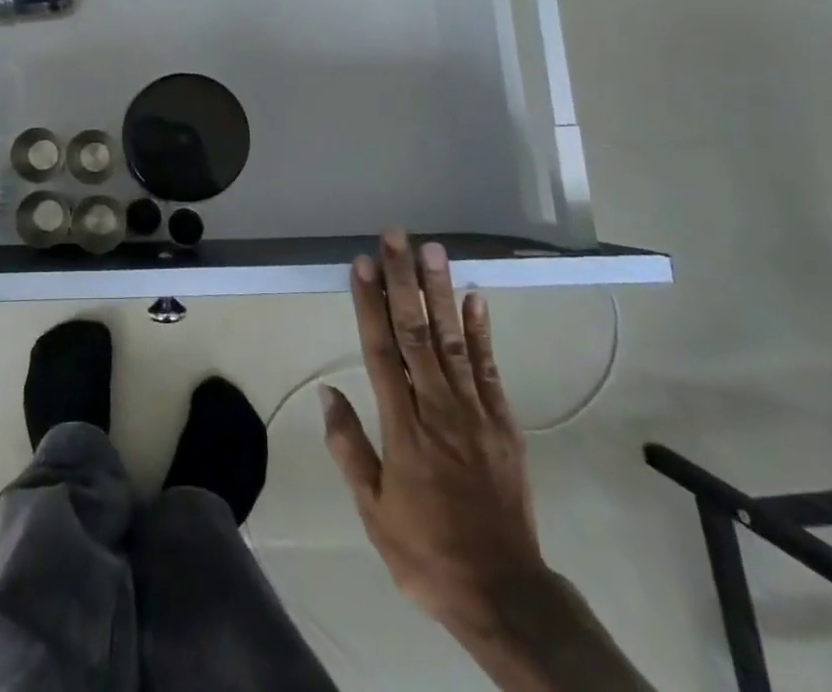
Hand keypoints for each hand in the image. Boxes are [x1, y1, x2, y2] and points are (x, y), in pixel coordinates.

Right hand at [321, 231, 545, 639]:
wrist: (504, 593)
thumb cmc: (426, 550)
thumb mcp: (372, 510)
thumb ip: (349, 447)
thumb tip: (328, 391)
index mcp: (403, 428)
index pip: (381, 351)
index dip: (369, 304)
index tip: (362, 264)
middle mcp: (439, 409)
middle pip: (417, 333)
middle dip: (404, 281)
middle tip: (396, 238)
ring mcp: (476, 414)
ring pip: (454, 341)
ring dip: (441, 293)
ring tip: (433, 251)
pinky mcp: (504, 424)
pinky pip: (489, 369)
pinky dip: (483, 332)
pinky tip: (475, 298)